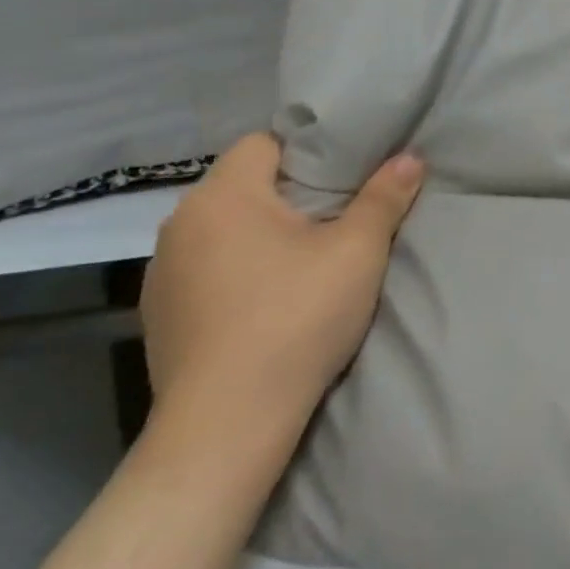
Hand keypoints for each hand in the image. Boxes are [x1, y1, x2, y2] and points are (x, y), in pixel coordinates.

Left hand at [141, 133, 423, 446]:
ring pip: (223, 228)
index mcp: (223, 196)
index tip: (344, 177)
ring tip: (302, 260)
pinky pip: (205, 268)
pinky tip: (266, 301)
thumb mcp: (357, 252)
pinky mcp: (158, 316)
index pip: (264, 143)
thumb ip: (384, 197)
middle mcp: (179, 224)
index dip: (307, 152)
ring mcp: (161, 273)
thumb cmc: (296, 318)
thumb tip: (411, 158)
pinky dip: (236, 271)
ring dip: (259, 234)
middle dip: (288, 194)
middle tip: (336, 216)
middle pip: (243, 185)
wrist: (227, 425)